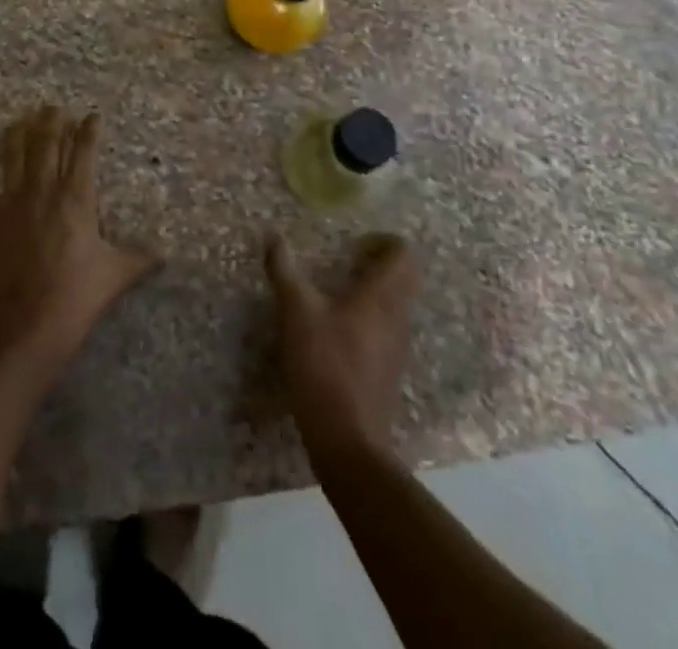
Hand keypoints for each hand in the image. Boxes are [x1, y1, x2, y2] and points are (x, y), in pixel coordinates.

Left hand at [0, 107, 156, 371]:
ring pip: (13, 157)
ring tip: (19, 121)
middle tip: (52, 108)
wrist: (26, 323)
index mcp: (77, 198)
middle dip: (51, 123)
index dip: (88, 131)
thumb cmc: (76, 296)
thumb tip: (164, 253)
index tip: (92, 115)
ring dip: (16, 136)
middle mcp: (43, 190)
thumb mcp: (116, 275)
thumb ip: (139, 258)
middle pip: (46, 145)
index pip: (84, 152)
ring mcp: (12, 202)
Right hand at [265, 233, 417, 459]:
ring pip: (396, 305)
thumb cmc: (324, 365)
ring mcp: (397, 347)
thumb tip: (273, 236)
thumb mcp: (295, 311)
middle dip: (379, 264)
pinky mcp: (389, 371)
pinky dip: (370, 318)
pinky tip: (338, 329)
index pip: (403, 255)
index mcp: (381, 296)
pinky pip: (387, 330)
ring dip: (375, 291)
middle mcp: (397, 317)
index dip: (383, 241)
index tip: (354, 243)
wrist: (348, 440)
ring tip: (338, 291)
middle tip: (346, 261)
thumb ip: (284, 270)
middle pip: (403, 278)